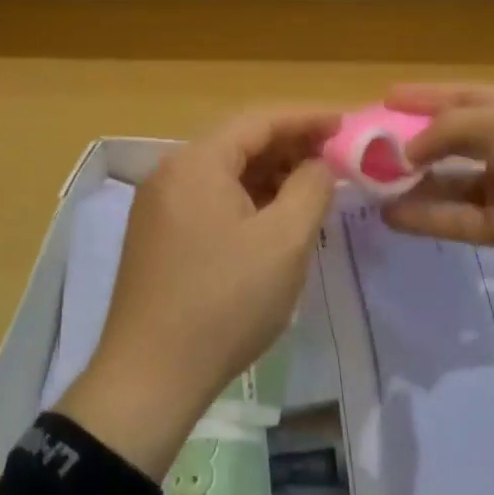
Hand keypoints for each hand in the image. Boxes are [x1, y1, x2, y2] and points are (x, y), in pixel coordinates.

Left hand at [56, 109, 338, 478]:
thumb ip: (310, 189)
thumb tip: (319, 163)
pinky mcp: (157, 233)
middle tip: (334, 158)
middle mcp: (170, 171)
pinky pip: (208, 198)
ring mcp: (158, 203)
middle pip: (238, 142)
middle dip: (289, 146)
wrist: (149, 376)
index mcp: (196, 162)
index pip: (258, 120)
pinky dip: (245, 198)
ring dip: (268, 174)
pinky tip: (272, 217)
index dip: (305, 118)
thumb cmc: (225, 303)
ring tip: (310, 188)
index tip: (344, 124)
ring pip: (223, 172)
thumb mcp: (283, 243)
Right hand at [381, 84, 493, 311]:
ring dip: (412, 181)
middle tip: (366, 145)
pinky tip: (391, 216)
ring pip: (448, 180)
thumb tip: (409, 149)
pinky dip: (425, 216)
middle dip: (410, 139)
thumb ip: (449, 130)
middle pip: (450, 137)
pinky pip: (456, 217)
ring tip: (369, 183)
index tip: (384, 98)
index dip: (423, 96)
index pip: (461, 96)